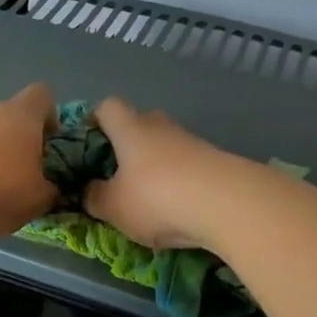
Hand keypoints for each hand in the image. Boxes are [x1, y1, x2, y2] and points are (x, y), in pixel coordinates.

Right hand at [84, 98, 236, 250]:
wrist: (228, 203)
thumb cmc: (156, 198)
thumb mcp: (113, 207)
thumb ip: (94, 197)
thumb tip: (88, 190)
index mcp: (130, 129)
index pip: (107, 107)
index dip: (94, 120)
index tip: (87, 142)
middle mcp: (161, 127)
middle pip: (139, 124)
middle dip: (126, 145)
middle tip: (116, 174)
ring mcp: (192, 142)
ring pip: (165, 147)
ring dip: (154, 166)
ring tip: (147, 199)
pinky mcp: (216, 161)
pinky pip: (187, 166)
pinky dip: (178, 182)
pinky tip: (176, 208)